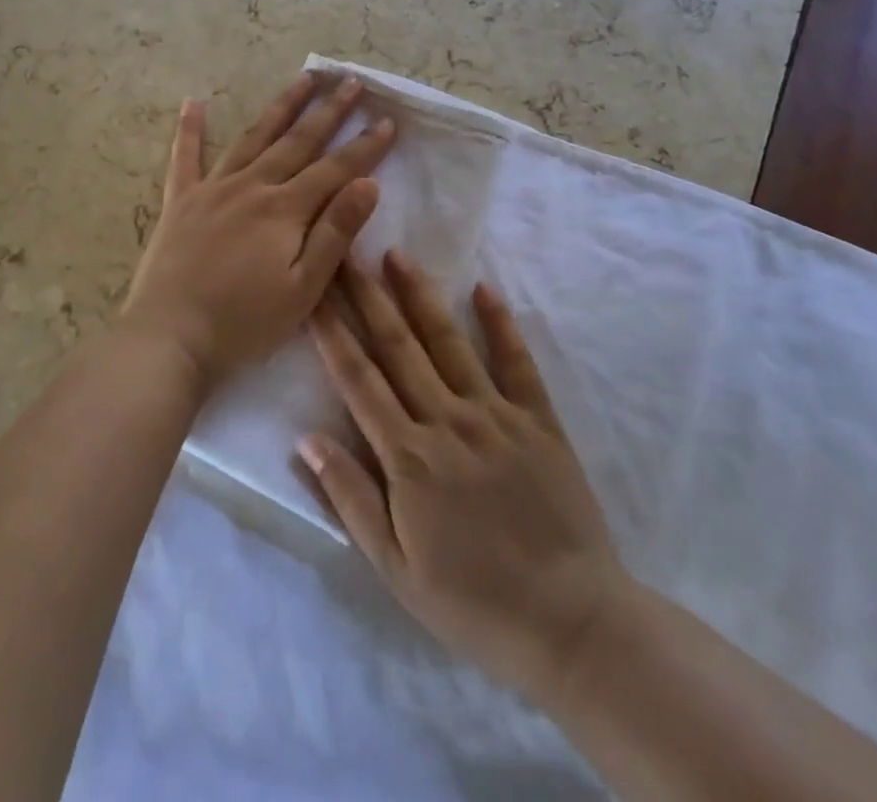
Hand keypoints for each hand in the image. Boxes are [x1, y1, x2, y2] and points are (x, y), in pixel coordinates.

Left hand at [121, 73, 394, 393]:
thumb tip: (368, 184)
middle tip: (351, 81)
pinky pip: (185, 157)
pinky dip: (190, 129)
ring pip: (253, 137)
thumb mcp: (303, 289)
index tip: (387, 120)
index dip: (364, 146)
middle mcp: (251, 186)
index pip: (335, 169)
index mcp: (284, 210)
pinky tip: (194, 102)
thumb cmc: (243, 324)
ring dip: (281, 106)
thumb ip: (335, 233)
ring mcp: (212, 190)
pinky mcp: (180, 202)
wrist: (169, 339)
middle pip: (297, 141)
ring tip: (303, 78)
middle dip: (329, 110)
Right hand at [301, 252, 631, 706]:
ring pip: (448, 341)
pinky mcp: (538, 419)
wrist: (571, 624)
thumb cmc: (473, 602)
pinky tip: (483, 289)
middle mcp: (448, 420)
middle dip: (367, 296)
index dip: (332, 332)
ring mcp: (496, 414)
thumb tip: (305, 439)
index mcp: (409, 456)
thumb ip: (350, 498)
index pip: (358, 379)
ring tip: (397, 254)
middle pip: (397, 346)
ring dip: (420, 295)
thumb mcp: (395, 569)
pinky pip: (516, 361)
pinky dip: (499, 323)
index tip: (313, 293)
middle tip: (346, 252)